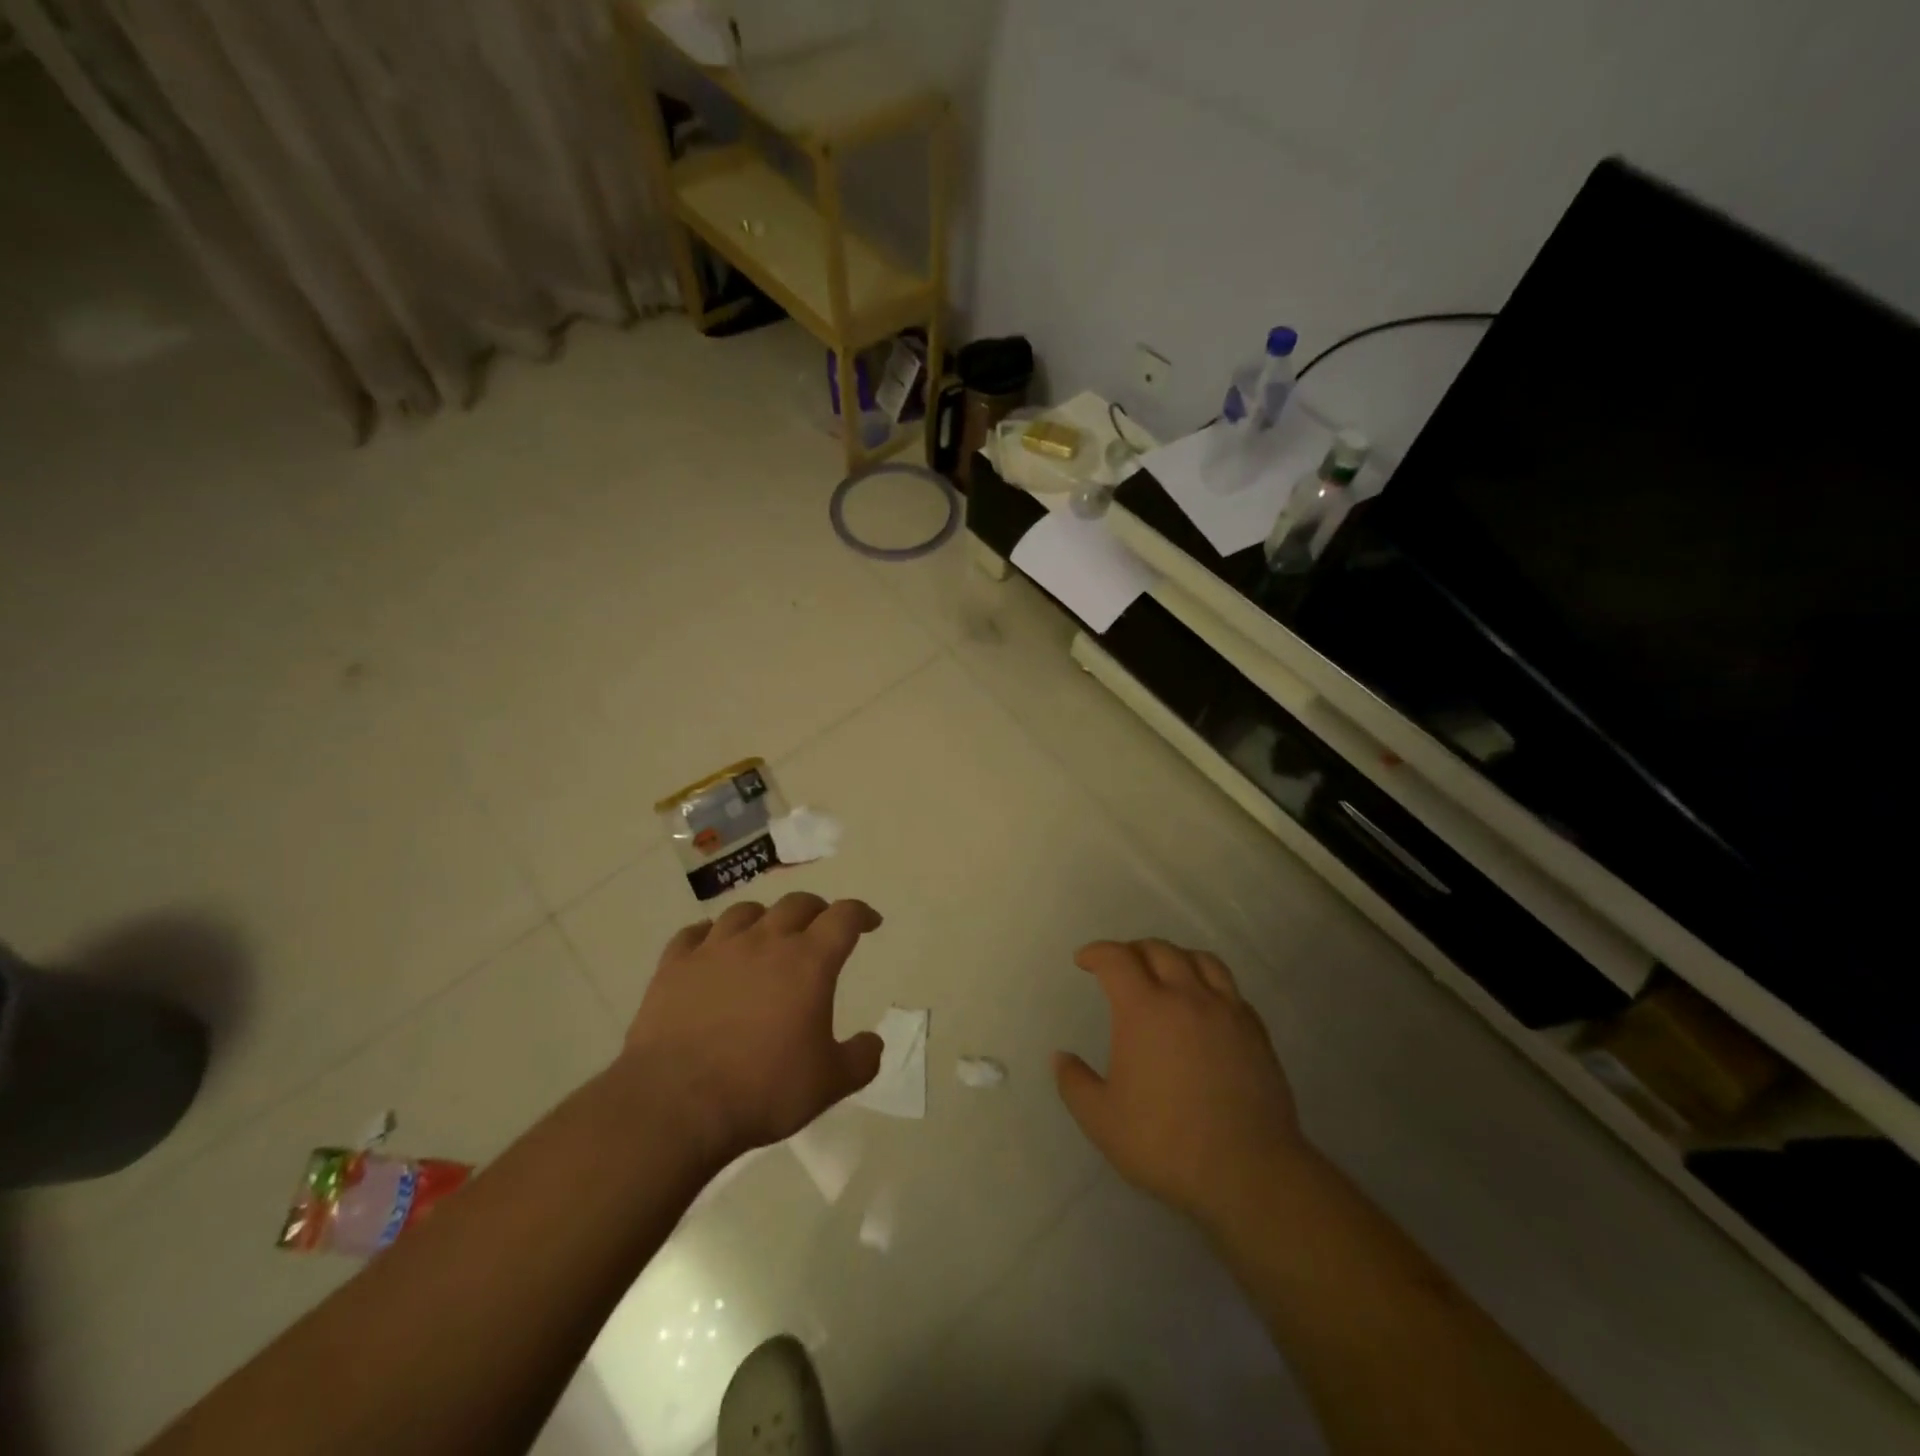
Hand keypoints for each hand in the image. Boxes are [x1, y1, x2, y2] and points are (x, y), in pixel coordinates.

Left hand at [621, 893, 884, 1163]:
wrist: (676, 1104)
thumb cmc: (763, 1089)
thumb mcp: (829, 1084)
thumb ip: (860, 1059)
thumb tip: (873, 1042)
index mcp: (808, 962)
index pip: (844, 917)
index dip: (861, 914)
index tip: (870, 922)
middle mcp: (765, 942)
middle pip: (797, 904)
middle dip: (816, 910)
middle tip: (821, 927)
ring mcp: (715, 949)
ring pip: (745, 911)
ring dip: (764, 917)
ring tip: (767, 934)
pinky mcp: (674, 966)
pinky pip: (694, 934)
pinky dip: (710, 935)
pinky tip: (711, 948)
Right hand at [1054, 940, 1306, 1226]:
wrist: (1248, 1172)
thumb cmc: (1166, 1143)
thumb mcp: (1102, 1121)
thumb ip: (1075, 1084)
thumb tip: (1061, 1058)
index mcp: (1145, 1009)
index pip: (1117, 959)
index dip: (1097, 953)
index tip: (1084, 960)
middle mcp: (1186, 997)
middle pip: (1159, 950)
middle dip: (1133, 950)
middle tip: (1120, 966)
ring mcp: (1227, 1011)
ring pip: (1201, 960)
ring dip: (1175, 957)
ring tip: (1165, 973)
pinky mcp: (1256, 1032)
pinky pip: (1231, 989)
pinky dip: (1209, 984)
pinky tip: (1204, 1006)